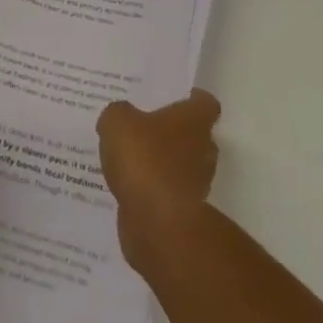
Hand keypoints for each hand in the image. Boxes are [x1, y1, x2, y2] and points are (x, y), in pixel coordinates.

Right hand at [96, 89, 221, 275]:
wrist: (158, 224)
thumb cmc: (145, 159)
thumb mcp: (118, 122)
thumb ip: (118, 114)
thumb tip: (121, 117)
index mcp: (194, 120)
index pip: (205, 103)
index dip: (192, 99)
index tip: (176, 97)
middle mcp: (202, 149)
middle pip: (194, 135)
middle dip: (172, 132)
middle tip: (142, 126)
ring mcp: (196, 184)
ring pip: (180, 165)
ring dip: (161, 163)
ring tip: (129, 158)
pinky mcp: (182, 212)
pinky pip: (166, 192)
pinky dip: (152, 190)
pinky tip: (126, 186)